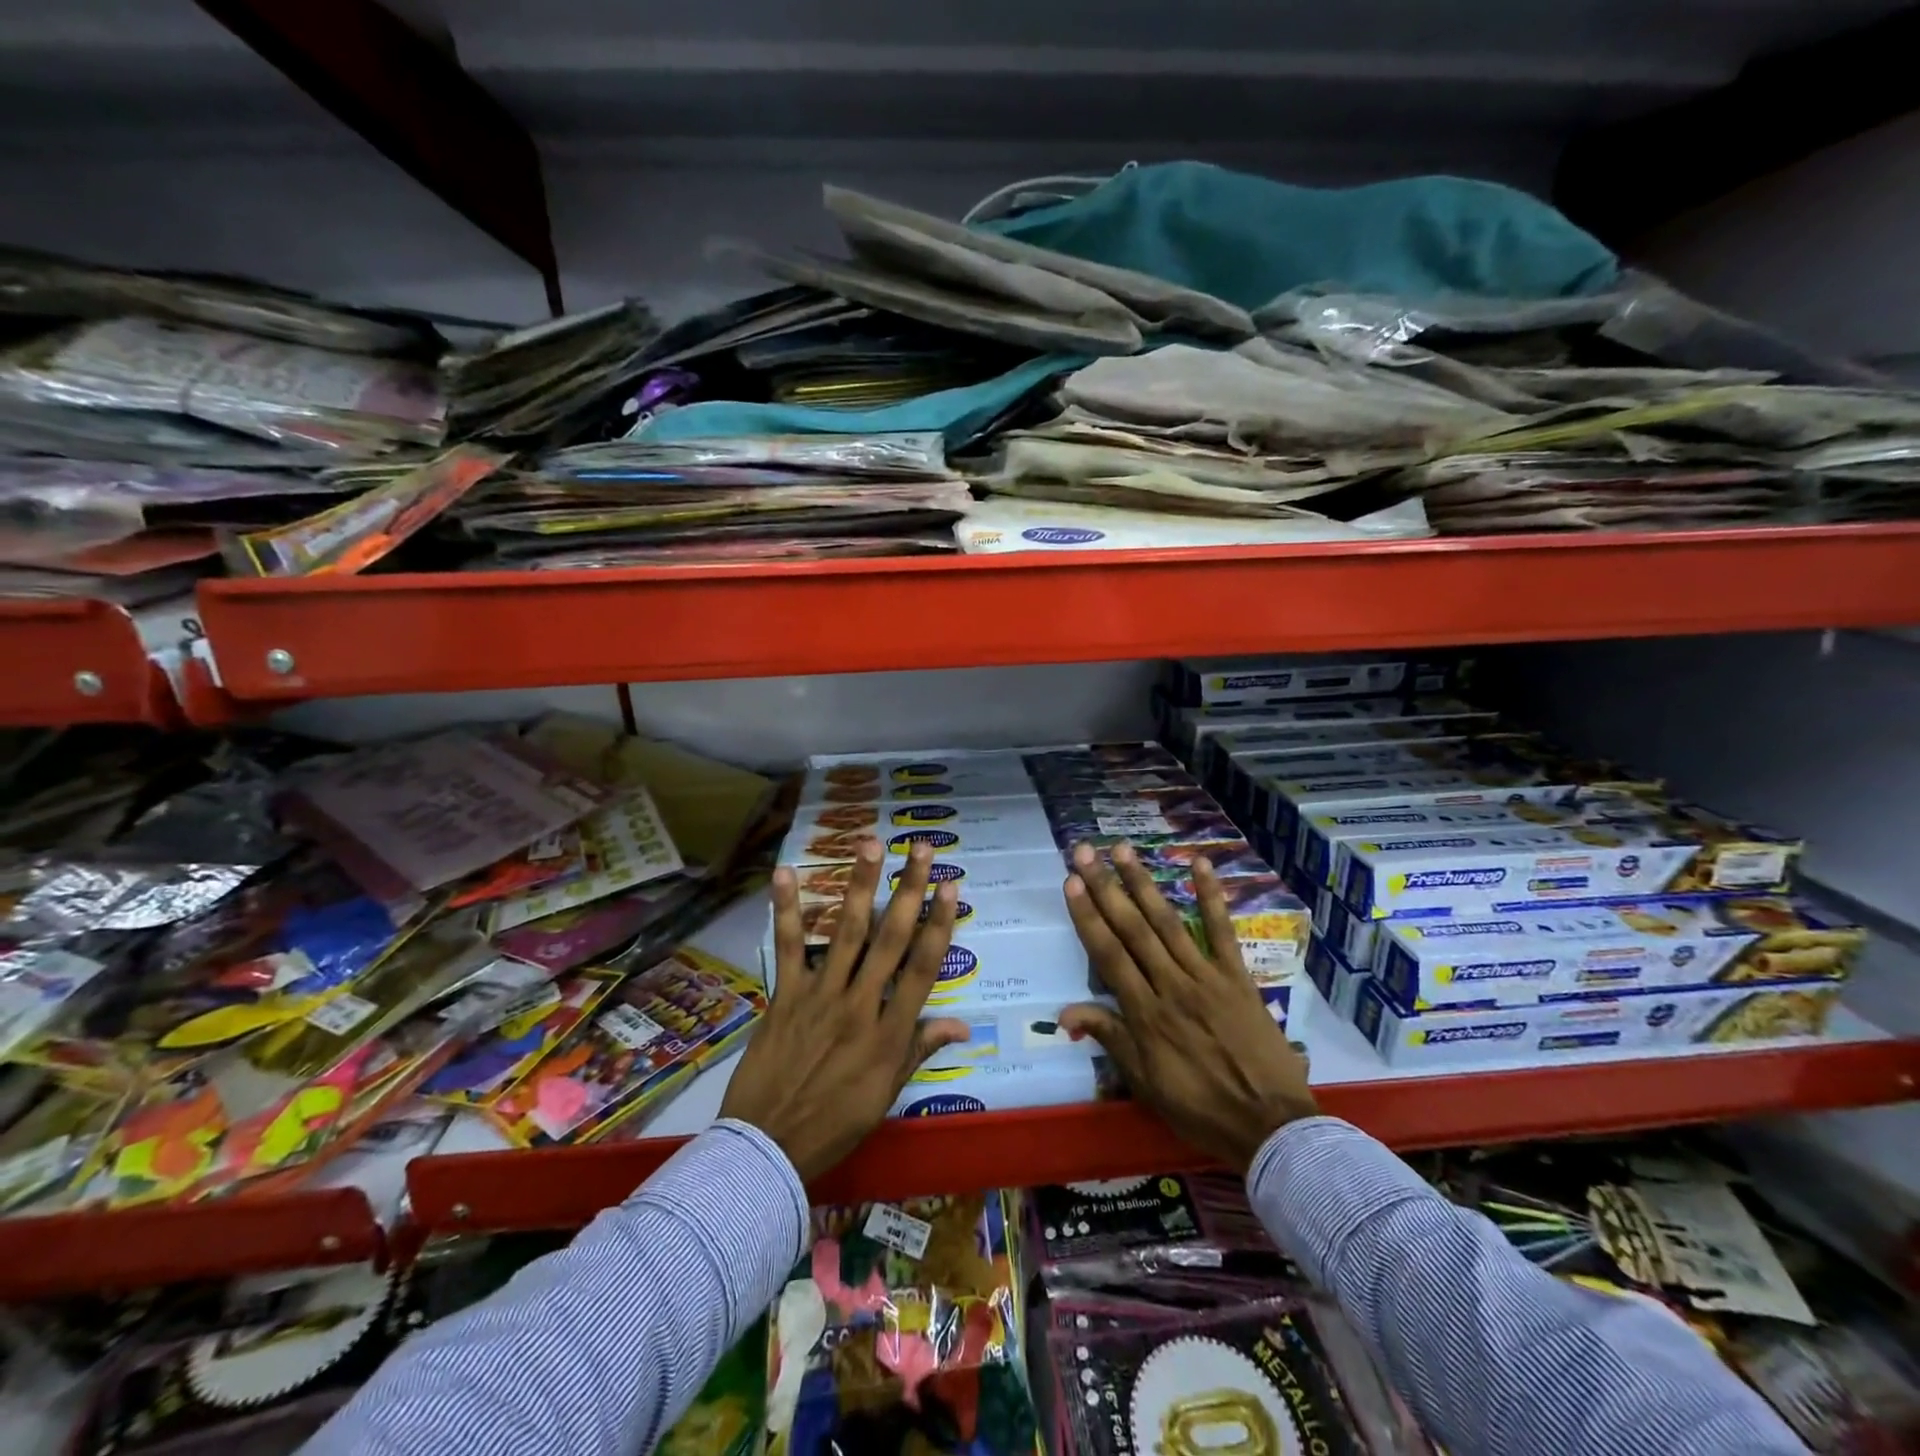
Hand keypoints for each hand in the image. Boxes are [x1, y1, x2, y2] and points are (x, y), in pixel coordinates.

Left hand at [722, 841, 968, 1181]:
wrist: (768, 1148)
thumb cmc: (836, 1124)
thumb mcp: (887, 1094)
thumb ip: (920, 1050)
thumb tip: (962, 1025)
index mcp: (890, 1032)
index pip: (923, 968)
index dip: (939, 924)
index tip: (951, 887)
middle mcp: (860, 1004)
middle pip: (891, 938)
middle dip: (908, 890)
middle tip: (920, 848)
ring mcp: (821, 996)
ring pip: (846, 932)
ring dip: (860, 885)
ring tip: (870, 843)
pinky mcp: (785, 996)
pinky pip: (788, 947)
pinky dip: (787, 909)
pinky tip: (786, 873)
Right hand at [1057, 843, 1317, 1170]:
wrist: (1270, 1126)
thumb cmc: (1200, 1109)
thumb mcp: (1146, 1084)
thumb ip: (1111, 1039)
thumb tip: (1065, 1011)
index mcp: (1146, 1015)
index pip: (1109, 955)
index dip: (1088, 917)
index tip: (1070, 884)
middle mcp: (1171, 986)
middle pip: (1133, 929)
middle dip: (1106, 888)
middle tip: (1085, 852)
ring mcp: (1206, 977)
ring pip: (1168, 922)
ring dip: (1143, 883)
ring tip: (1122, 850)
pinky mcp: (1238, 977)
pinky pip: (1222, 931)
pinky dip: (1210, 896)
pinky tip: (1199, 864)